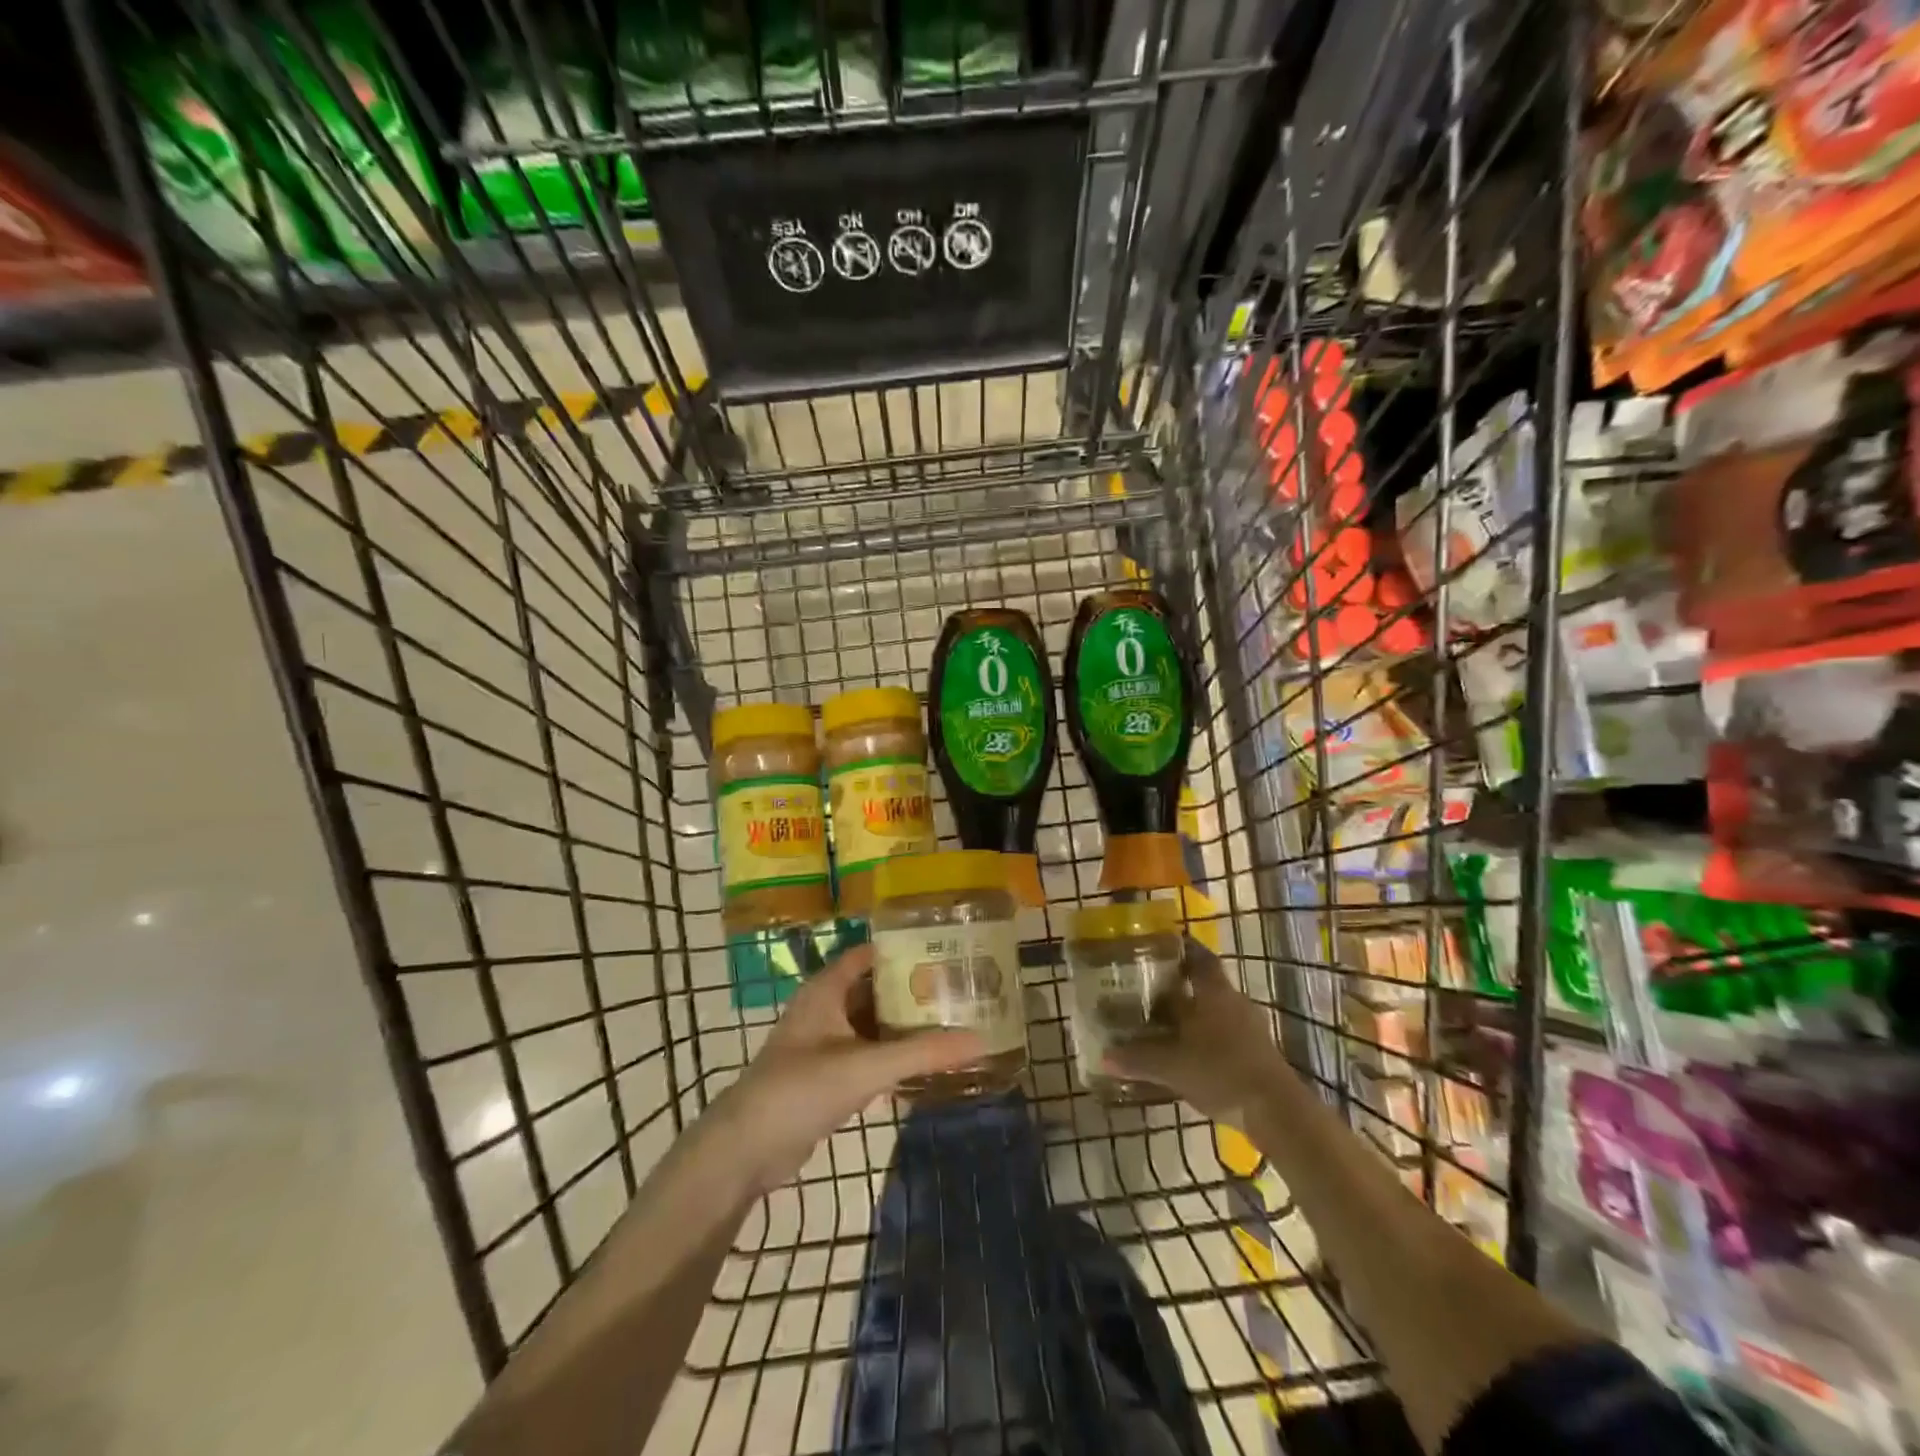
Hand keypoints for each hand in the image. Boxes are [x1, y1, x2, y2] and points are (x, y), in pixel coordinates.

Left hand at [713, 944, 984, 1191]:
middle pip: (876, 989)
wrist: (745, 1150)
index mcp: (827, 989)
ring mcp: (824, 1044)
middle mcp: (826, 1008)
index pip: (870, 954)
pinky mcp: (826, 1076)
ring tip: (952, 1024)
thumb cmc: (801, 1089)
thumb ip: (922, 1053)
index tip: (946, 950)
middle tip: (959, 992)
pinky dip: (892, 1057)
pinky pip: (867, 1056)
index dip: (905, 949)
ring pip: (873, 1025)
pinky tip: (924, 1067)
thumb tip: (980, 1039)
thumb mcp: (865, 1067)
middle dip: (913, 991)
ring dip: (904, 1026)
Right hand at [1101, 941, 1290, 1123]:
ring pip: (1215, 1010)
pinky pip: (1225, 1033)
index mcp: (1214, 992)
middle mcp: (1233, 1001)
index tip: (1160, 946)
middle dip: (1179, 984)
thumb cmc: (1221, 1071)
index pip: (1199, 956)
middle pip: (1204, 983)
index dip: (1181, 948)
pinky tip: (1188, 1052)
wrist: (1276, 1111)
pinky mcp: (1257, 1052)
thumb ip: (1138, 1058)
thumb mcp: (1172, 1066)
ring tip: (1164, 1021)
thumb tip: (1104, 1056)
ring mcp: (1250, 1027)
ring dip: (1193, 1013)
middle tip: (1149, 987)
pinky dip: (1206, 1036)